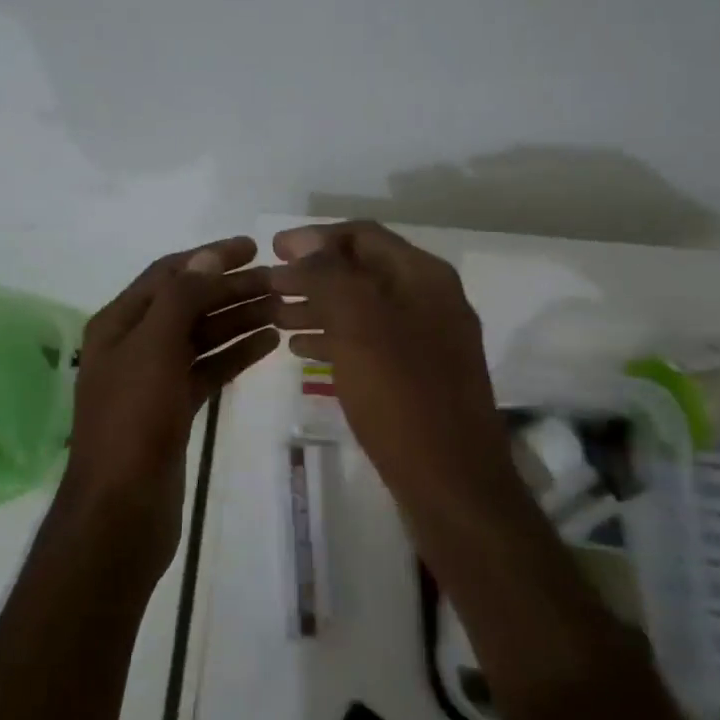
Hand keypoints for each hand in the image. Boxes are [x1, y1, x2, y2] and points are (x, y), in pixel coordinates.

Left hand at [63, 236, 277, 578]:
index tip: (253, 247)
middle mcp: (135, 344)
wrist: (122, 509)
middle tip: (281, 280)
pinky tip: (270, 343)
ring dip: (239, 319)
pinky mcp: (174, 409)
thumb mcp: (154, 348)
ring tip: (284, 307)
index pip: (169, 274)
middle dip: (232, 289)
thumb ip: (180, 299)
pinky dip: (236, 354)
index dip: (209, 257)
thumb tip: (207, 257)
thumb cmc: (133, 421)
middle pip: (189, 303)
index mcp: (120, 323)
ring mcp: (155, 378)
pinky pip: (208, 369)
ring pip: (202, 336)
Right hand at [269, 221, 507, 487]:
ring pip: (362, 309)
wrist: (452, 483)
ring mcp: (427, 340)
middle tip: (267, 284)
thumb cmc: (401, 395)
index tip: (273, 248)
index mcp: (423, 277)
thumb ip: (329, 275)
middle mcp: (430, 300)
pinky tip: (301, 350)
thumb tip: (306, 242)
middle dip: (312, 274)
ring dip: (318, 306)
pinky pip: (369, 343)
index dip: (315, 238)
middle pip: (362, 271)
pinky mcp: (418, 377)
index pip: (363, 236)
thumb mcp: (358, 324)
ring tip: (274, 316)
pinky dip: (334, 338)